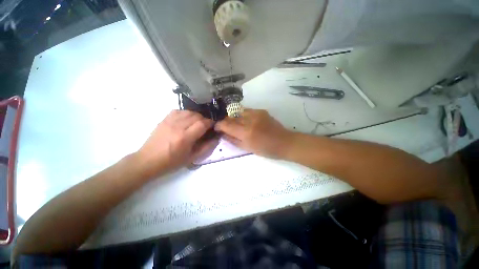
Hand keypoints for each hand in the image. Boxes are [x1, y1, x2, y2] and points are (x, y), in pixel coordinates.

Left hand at [136, 110, 218, 177]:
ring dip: (196, 116)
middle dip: (204, 119)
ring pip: (188, 112)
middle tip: (206, 126)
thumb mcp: (192, 158)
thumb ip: (206, 148)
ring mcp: (169, 121)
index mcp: (185, 138)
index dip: (210, 123)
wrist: (148, 160)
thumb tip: (216, 138)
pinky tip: (186, 119)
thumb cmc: (171, 162)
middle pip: (196, 116)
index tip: (213, 126)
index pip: (202, 124)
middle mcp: (177, 126)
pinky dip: (186, 113)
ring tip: (197, 123)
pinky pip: (178, 111)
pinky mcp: (164, 120)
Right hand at [215, 109, 292, 158]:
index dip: (219, 125)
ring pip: (238, 112)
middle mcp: (249, 120)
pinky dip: (243, 115)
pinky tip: (246, 121)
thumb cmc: (266, 149)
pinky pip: (247, 111)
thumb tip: (222, 134)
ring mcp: (256, 113)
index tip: (216, 127)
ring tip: (237, 124)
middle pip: (231, 116)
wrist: (284, 142)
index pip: (226, 124)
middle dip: (226, 121)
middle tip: (226, 127)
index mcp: (246, 132)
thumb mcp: (247, 148)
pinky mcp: (261, 110)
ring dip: (234, 117)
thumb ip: (233, 140)